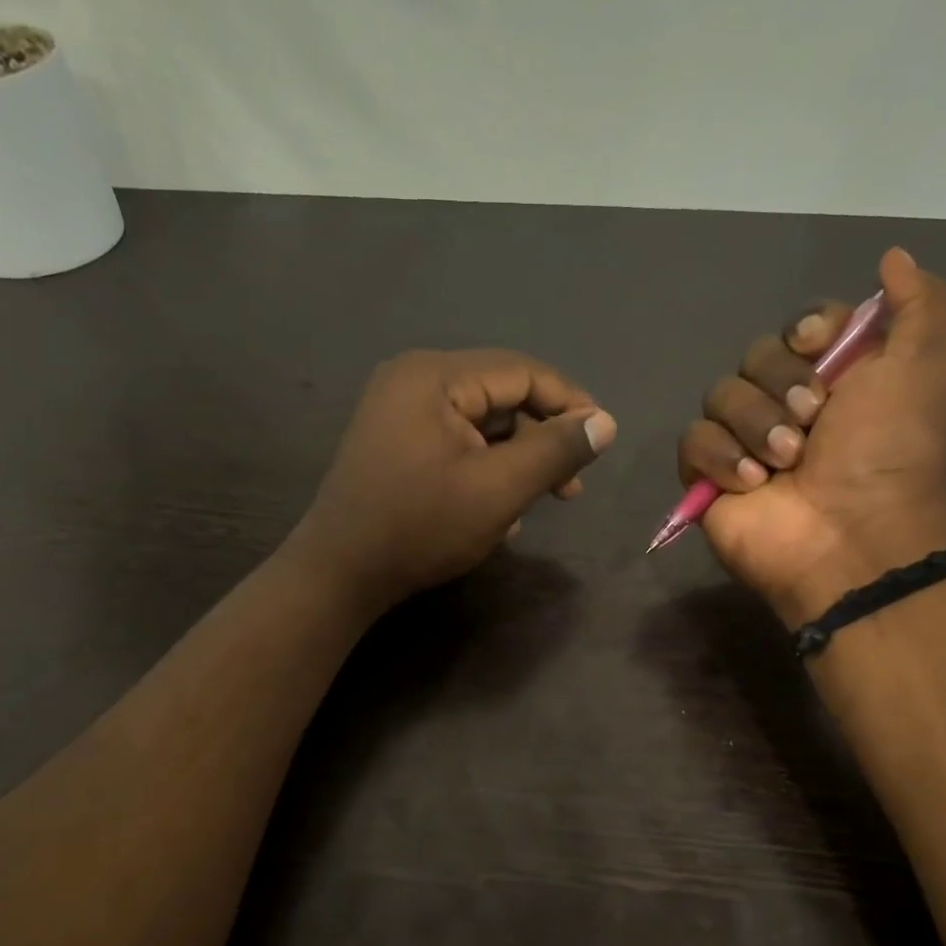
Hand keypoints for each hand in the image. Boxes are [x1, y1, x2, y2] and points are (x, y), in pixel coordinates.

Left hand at [292, 347, 616, 611]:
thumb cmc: (421, 527)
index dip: (570, 403)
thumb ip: (556, 451)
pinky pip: (456, 442)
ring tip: (540, 503)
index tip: (602, 441)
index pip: (522, 372)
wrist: (340, 574)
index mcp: (435, 376)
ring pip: (481, 424)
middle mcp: (413, 380)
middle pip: (501, 397)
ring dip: (516, 460)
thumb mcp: (499, 490)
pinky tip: (500, 512)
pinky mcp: (394, 442)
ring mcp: (398, 411)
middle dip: (541, 440)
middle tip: (570, 488)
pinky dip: (484, 469)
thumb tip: (605, 423)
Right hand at [677, 247, 945, 622]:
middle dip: (781, 383)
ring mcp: (747, 443)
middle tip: (812, 422)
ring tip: (785, 463)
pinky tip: (750, 484)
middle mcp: (792, 405)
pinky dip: (719, 457)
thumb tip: (892, 257)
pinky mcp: (710, 478)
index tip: (819, 346)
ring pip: (720, 395)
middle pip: (756, 355)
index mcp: (842, 377)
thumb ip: (922, 302)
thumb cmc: (895, 449)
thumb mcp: (932, 362)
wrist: (853, 535)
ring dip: (755, 425)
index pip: (802, 325)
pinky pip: (692, 440)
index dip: (807, 330)